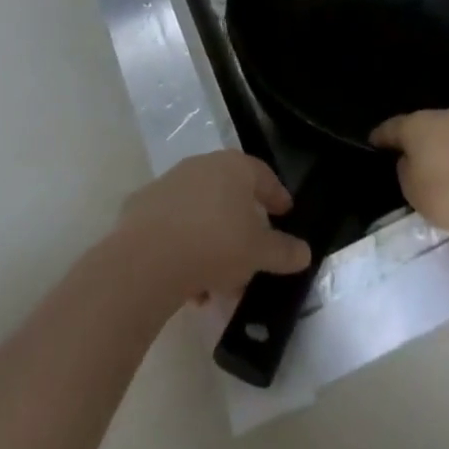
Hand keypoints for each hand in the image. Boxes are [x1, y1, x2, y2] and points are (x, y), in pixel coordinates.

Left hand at [115, 151, 310, 304]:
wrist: (147, 258)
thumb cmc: (215, 244)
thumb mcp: (259, 253)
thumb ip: (284, 251)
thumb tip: (304, 252)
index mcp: (235, 167)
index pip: (264, 176)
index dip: (277, 196)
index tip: (285, 214)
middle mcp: (203, 165)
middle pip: (230, 194)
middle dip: (242, 225)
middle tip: (252, 254)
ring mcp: (171, 182)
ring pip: (202, 212)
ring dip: (213, 241)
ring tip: (219, 282)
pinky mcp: (144, 205)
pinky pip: (175, 225)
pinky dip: (185, 247)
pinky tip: (189, 282)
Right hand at [371, 110, 448, 241]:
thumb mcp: (412, 190)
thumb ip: (405, 170)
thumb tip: (410, 159)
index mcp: (417, 125)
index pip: (392, 127)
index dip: (381, 136)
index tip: (373, 142)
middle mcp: (444, 116)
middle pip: (423, 125)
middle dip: (416, 138)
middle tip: (408, 155)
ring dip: (443, 144)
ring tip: (440, 164)